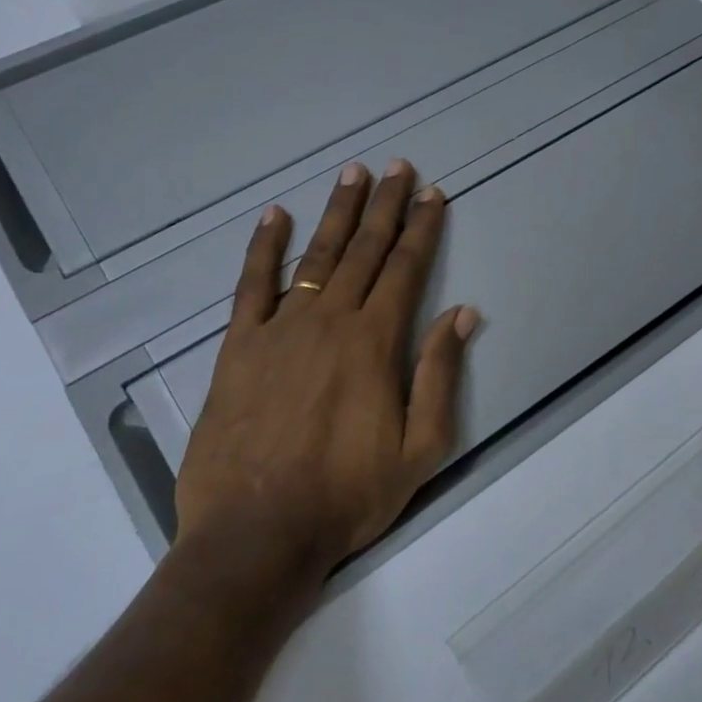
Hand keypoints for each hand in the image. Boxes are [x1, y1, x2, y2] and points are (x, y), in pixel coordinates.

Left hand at [175, 160, 477, 580]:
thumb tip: (463, 314)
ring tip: (353, 174)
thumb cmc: (347, 496)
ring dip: (338, 213)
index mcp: (375, 343)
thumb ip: (439, 374)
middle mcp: (330, 321)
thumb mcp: (420, 448)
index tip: (433, 194)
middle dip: (386, 206)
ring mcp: (280, 330)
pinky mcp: (239, 347)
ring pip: (316, 257)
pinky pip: (251, 285)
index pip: (406, 269)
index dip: (422, 228)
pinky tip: (275, 216)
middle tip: (398, 167)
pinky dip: (264, 247)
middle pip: (365, 250)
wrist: (257, 534)